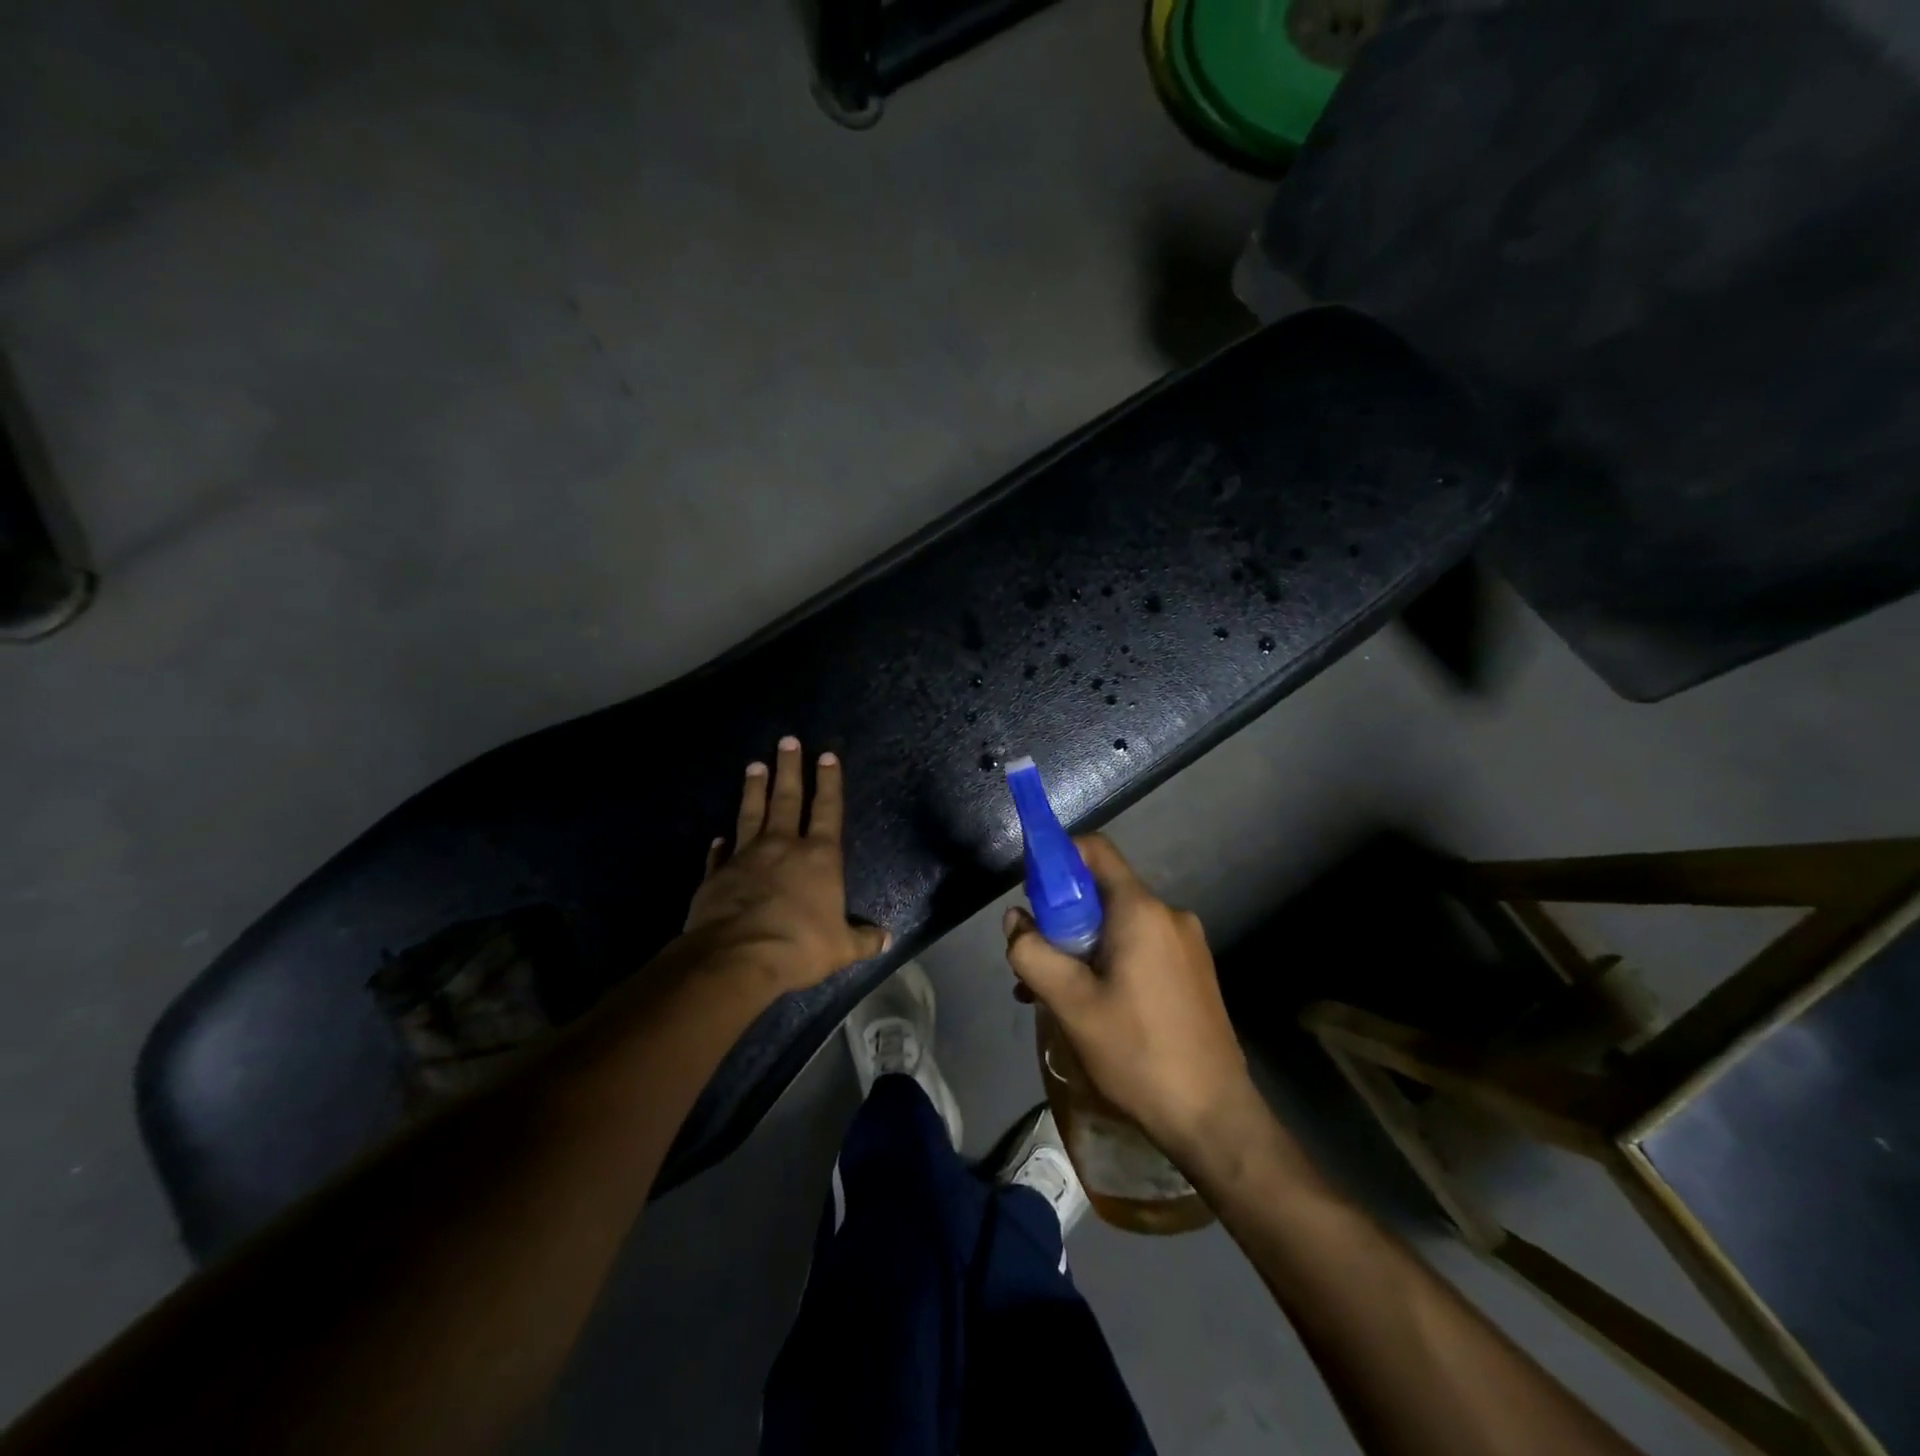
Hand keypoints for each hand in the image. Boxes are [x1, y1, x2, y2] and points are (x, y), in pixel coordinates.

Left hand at [682, 736, 888, 998]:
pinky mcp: (717, 874)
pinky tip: (717, 836)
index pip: (827, 810)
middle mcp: (783, 846)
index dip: (829, 782)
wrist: (736, 957)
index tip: (825, 755)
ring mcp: (746, 856)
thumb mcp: (841, 947)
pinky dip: (720, 844)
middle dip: (789, 768)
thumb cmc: (799, 946)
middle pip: (787, 799)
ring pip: (751, 813)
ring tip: (754, 765)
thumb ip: (863, 939)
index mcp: (819, 857)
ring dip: (754, 789)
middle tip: (786, 741)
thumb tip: (888, 939)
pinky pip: (720, 854)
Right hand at [1002, 835, 1261, 1164]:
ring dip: (1081, 948)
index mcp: (1141, 910)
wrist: (1214, 1118)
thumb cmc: (1137, 1052)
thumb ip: (1032, 952)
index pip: (1095, 850)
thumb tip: (1015, 919)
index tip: (1031, 893)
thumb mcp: (1070, 1003)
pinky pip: (1140, 948)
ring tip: (1054, 996)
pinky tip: (1090, 1007)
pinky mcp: (1194, 971)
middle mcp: (1169, 914)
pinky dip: (1108, 963)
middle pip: (1103, 893)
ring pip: (1119, 926)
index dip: (1057, 859)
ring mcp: (1187, 944)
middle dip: (1062, 919)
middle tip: (1036, 962)